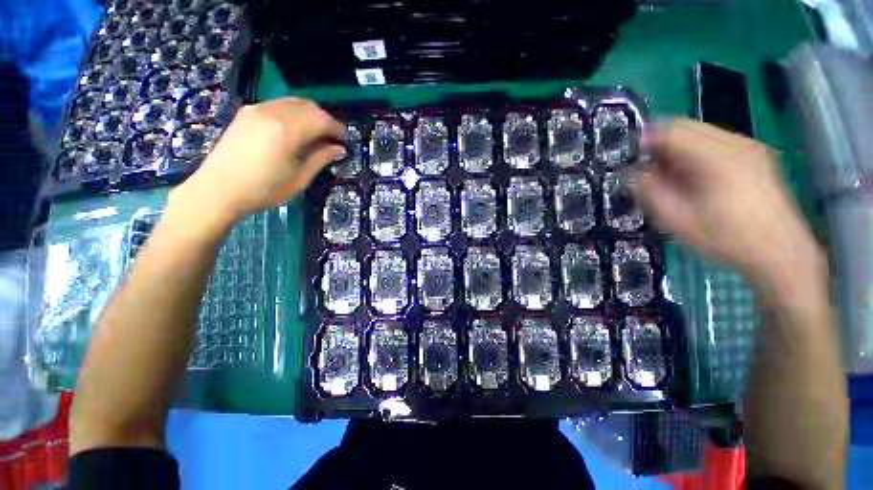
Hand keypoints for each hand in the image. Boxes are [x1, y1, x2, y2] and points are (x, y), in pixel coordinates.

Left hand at [170, 98, 344, 227]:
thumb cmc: (264, 190)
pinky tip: (294, 129)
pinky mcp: (247, 113)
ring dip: (310, 114)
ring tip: (316, 134)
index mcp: (288, 131)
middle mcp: (273, 112)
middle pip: (309, 106)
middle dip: (325, 120)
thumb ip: (321, 159)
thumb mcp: (299, 178)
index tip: (345, 141)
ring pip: (293, 102)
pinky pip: (278, 104)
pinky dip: (293, 113)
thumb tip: (339, 149)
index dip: (337, 129)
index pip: (322, 120)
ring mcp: (257, 109)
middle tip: (332, 138)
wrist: (218, 190)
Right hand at [632, 119, 823, 292]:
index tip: (629, 157)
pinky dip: (696, 152)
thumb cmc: (724, 238)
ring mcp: (749, 147)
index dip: (644, 139)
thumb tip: (630, 172)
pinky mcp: (756, 155)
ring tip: (669, 175)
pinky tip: (694, 176)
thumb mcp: (675, 219)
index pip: (672, 131)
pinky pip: (716, 142)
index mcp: (716, 158)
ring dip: (677, 148)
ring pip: (701, 133)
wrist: (779, 252)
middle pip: (686, 126)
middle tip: (646, 168)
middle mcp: (735, 143)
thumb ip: (649, 190)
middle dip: (660, 143)